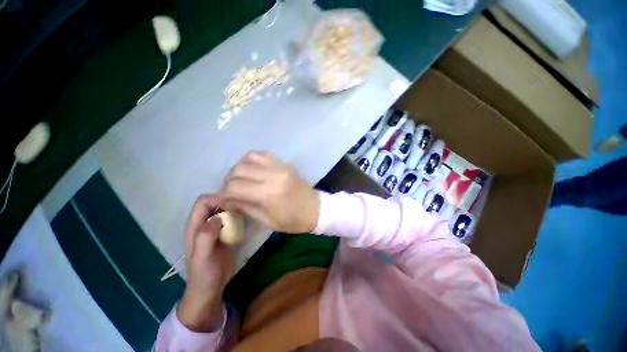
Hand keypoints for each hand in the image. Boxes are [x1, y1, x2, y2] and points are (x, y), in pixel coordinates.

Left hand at [177, 195, 232, 331]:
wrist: (210, 288)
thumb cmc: (204, 273)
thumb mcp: (203, 256)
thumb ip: (206, 236)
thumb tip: (217, 217)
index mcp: (194, 227)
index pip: (203, 202)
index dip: (217, 198)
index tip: (232, 203)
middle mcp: (204, 224)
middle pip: (214, 203)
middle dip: (227, 201)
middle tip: (241, 206)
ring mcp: (215, 228)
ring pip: (223, 209)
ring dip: (233, 208)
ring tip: (244, 212)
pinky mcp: (224, 233)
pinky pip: (230, 219)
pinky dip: (237, 216)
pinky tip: (244, 221)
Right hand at [220, 151, 319, 233]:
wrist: (315, 209)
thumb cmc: (293, 221)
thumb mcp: (267, 220)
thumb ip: (244, 207)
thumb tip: (225, 199)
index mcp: (268, 193)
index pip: (235, 187)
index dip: (223, 193)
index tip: (220, 199)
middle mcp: (272, 175)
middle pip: (239, 170)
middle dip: (229, 181)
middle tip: (230, 191)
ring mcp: (280, 166)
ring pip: (249, 157)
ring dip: (240, 168)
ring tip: (241, 179)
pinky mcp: (284, 163)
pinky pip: (263, 154)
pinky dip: (253, 160)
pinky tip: (253, 170)